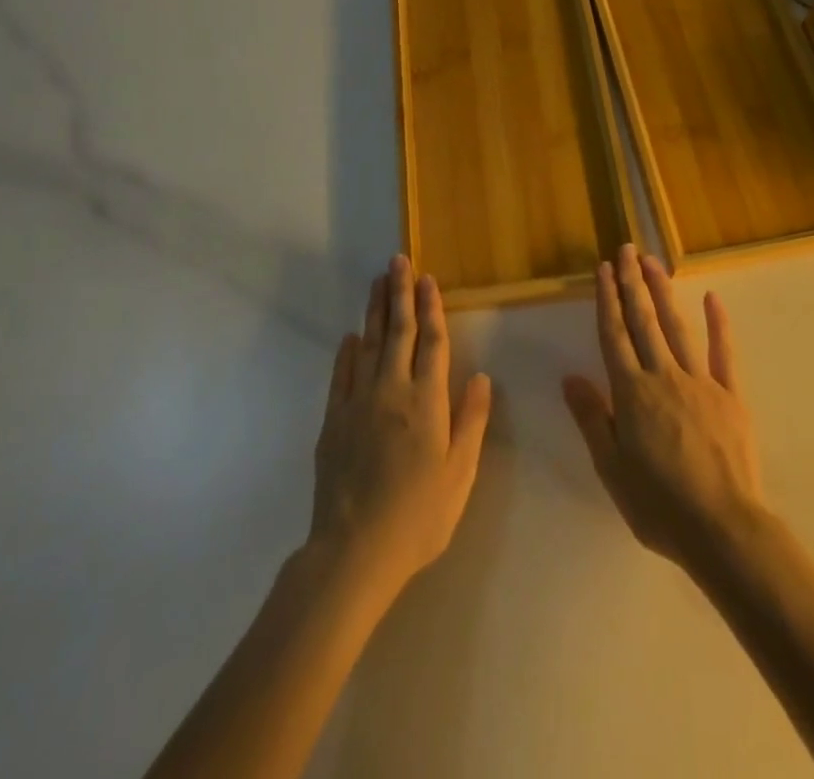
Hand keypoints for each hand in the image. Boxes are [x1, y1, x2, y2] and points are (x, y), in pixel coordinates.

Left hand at [308, 256, 492, 605]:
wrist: (353, 551)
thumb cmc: (418, 516)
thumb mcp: (460, 474)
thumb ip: (470, 421)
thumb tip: (480, 377)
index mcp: (427, 402)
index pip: (432, 342)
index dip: (431, 308)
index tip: (428, 279)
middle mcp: (392, 391)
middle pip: (397, 332)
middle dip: (400, 293)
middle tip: (397, 261)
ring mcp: (358, 403)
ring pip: (368, 345)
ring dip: (374, 311)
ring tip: (377, 283)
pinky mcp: (333, 421)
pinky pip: (341, 375)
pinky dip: (347, 352)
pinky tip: (351, 337)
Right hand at [562, 244, 766, 570]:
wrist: (723, 528)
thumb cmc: (659, 505)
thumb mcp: (612, 469)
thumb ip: (592, 419)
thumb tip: (570, 377)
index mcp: (632, 393)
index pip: (614, 335)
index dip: (607, 300)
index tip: (603, 269)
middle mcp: (663, 376)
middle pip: (643, 321)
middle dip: (632, 283)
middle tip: (626, 249)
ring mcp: (700, 381)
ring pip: (676, 327)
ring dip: (663, 291)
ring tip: (653, 261)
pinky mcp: (731, 394)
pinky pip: (723, 352)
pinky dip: (717, 323)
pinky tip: (711, 298)